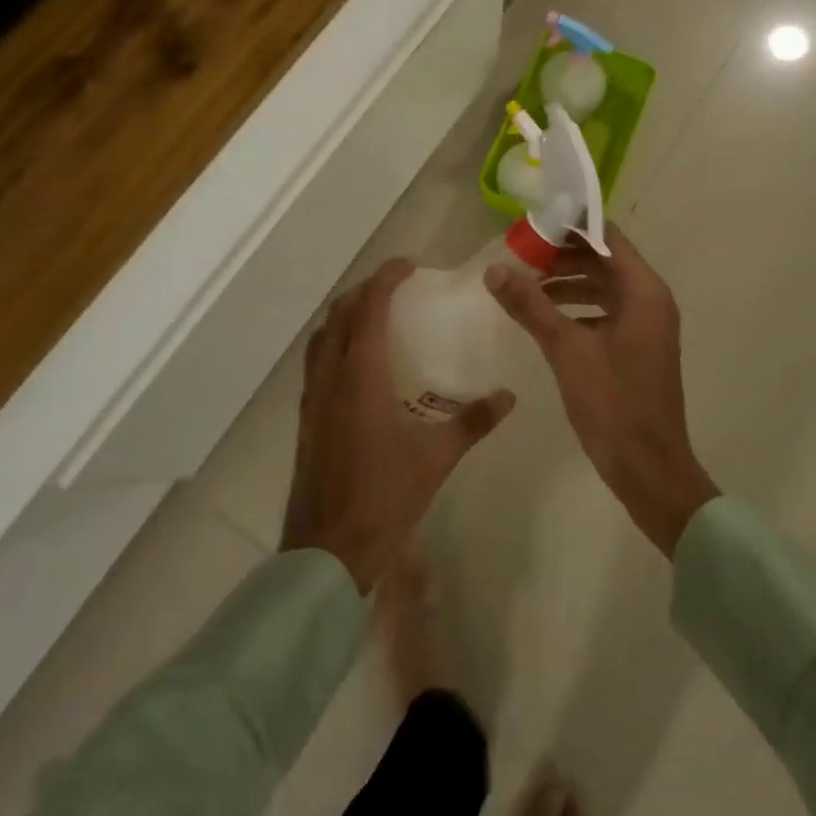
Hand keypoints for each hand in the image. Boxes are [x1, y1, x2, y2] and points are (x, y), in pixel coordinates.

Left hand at [281, 259, 513, 592]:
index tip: (410, 265)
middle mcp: (330, 376)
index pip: (367, 308)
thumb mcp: (435, 458)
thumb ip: (473, 421)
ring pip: (322, 336)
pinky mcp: (306, 417)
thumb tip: (508, 396)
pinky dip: (335, 342)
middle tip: (397, 286)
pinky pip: (316, 360)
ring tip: (377, 315)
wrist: (327, 551)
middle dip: (365, 290)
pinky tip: (359, 363)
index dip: (386, 278)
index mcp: (360, 376)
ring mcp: (312, 397)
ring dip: (346, 314)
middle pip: (339, 313)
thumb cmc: (384, 499)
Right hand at [486, 226, 718, 557]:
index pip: (606, 235)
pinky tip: (544, 317)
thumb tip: (494, 269)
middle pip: (604, 258)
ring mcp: (646, 324)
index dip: (570, 225)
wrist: (648, 468)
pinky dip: (577, 307)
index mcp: (643, 290)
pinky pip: (605, 311)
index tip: (532, 223)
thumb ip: (530, 305)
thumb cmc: (612, 402)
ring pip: (603, 286)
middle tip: (519, 253)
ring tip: (524, 284)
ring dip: (567, 281)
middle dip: (562, 254)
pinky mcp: (637, 346)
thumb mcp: (566, 349)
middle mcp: (650, 299)